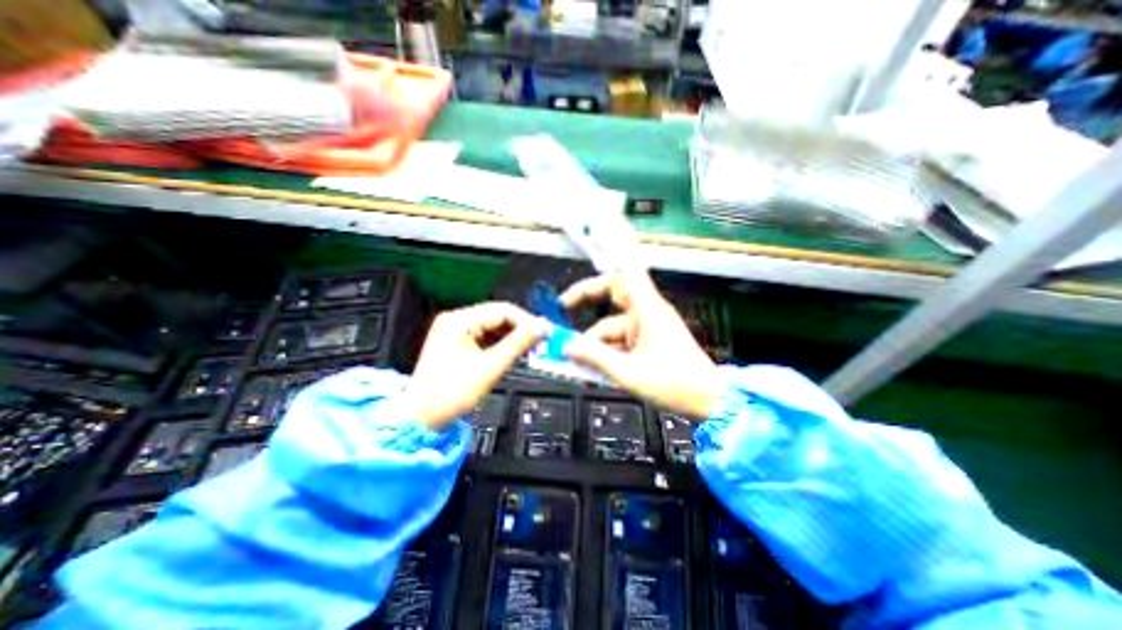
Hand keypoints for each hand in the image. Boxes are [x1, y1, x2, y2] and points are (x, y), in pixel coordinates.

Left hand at [407, 302, 547, 429]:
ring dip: (511, 336)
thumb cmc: (451, 393)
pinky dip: (499, 343)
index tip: (544, 333)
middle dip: (520, 328)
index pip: (503, 310)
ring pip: (493, 326)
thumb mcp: (490, 366)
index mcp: (460, 321)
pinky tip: (511, 352)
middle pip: (498, 316)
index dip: (526, 320)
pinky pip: (484, 336)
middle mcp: (456, 320)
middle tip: (539, 342)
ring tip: (528, 349)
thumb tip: (542, 327)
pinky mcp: (456, 343)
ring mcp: (454, 331)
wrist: (422, 417)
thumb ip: (519, 343)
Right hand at [558, 268, 717, 418]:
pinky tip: (595, 366)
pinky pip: (621, 339)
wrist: (707, 400)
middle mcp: (647, 312)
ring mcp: (648, 327)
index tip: (576, 284)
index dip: (599, 274)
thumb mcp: (628, 372)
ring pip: (613, 325)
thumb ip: (594, 357)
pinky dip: (607, 350)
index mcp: (648, 310)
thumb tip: (567, 347)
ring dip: (596, 340)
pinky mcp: (648, 341)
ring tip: (577, 359)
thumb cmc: (673, 384)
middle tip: (563, 315)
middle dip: (587, 305)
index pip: (623, 276)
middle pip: (612, 296)